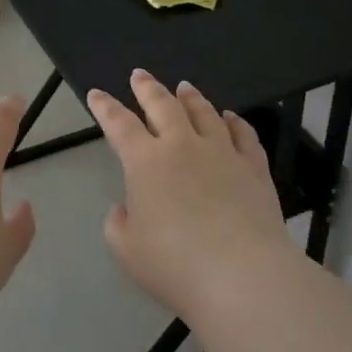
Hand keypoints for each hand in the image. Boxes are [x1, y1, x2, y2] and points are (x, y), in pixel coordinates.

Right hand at [87, 70, 288, 317]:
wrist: (242, 276)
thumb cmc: (174, 264)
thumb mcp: (127, 249)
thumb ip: (119, 223)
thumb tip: (126, 208)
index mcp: (145, 161)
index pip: (119, 124)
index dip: (105, 107)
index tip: (96, 94)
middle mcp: (183, 146)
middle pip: (163, 105)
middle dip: (148, 88)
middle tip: (139, 75)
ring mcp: (223, 153)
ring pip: (204, 113)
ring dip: (190, 97)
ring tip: (184, 87)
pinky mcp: (254, 169)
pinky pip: (243, 135)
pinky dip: (234, 122)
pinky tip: (230, 117)